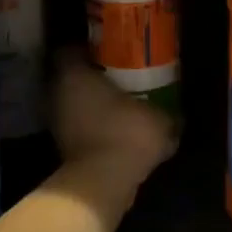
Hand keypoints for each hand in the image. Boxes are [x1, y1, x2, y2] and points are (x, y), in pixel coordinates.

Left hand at [50, 52, 174, 185]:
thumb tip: (176, 117)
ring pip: (71, 103)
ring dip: (89, 104)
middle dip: (90, 77)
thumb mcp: (159, 119)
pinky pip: (77, 127)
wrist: (102, 182)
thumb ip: (165, 113)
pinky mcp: (61, 147)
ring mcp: (56, 122)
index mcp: (74, 74)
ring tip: (118, 105)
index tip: (108, 52)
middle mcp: (57, 94)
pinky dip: (91, 127)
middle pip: (69, 77)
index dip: (88, 49)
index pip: (70, 51)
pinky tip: (114, 130)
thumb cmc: (126, 133)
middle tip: (117, 77)